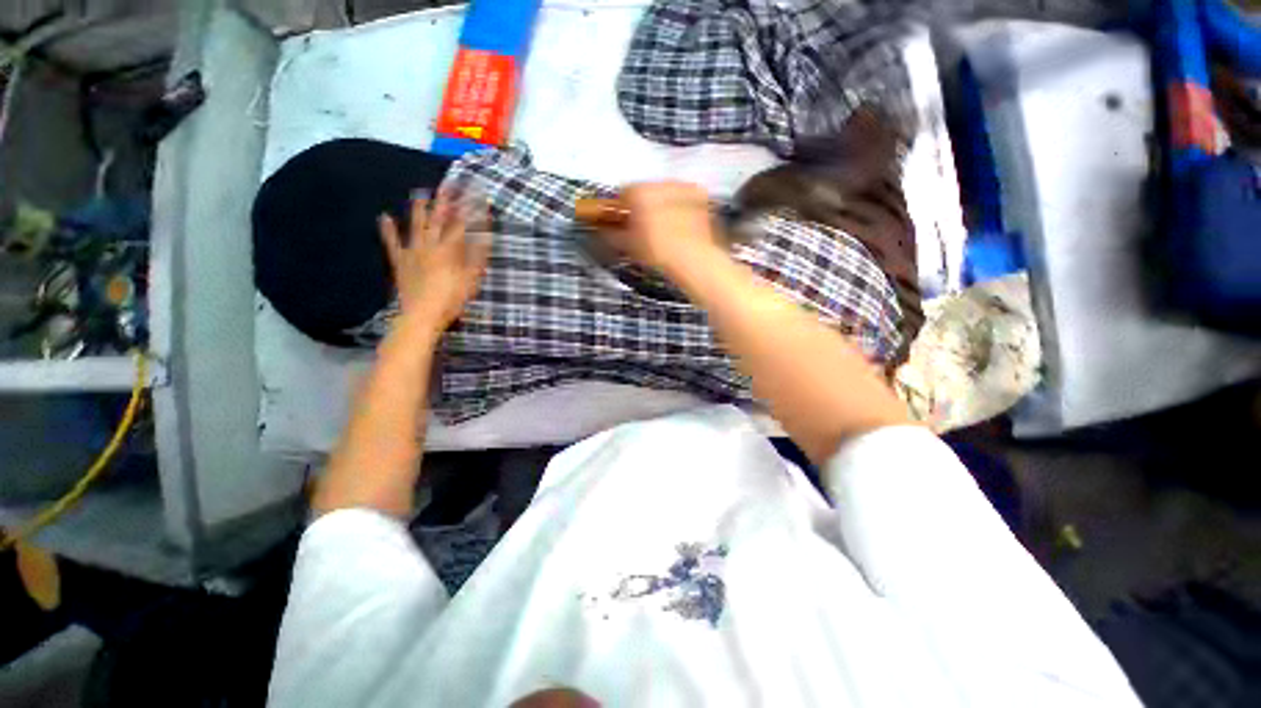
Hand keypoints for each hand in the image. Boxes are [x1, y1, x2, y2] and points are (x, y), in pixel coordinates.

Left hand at [379, 190, 490, 334]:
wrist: (421, 315)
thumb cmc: (451, 299)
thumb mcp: (471, 280)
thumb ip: (476, 257)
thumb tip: (484, 237)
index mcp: (449, 250)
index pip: (462, 225)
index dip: (469, 210)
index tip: (475, 195)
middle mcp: (430, 245)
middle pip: (438, 220)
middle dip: (445, 202)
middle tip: (448, 185)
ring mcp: (412, 252)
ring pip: (416, 226)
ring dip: (418, 209)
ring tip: (420, 193)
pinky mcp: (400, 261)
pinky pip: (392, 243)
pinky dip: (388, 230)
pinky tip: (384, 217)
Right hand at [596, 181, 720, 272]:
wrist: (693, 258)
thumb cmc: (656, 251)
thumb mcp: (629, 245)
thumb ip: (612, 234)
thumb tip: (603, 230)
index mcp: (639, 191)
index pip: (623, 193)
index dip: (622, 208)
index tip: (624, 221)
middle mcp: (660, 182)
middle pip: (646, 190)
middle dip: (643, 205)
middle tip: (645, 226)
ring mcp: (682, 187)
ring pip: (666, 192)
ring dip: (662, 204)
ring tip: (665, 227)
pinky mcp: (700, 196)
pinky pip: (685, 197)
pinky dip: (681, 206)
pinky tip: (682, 224)